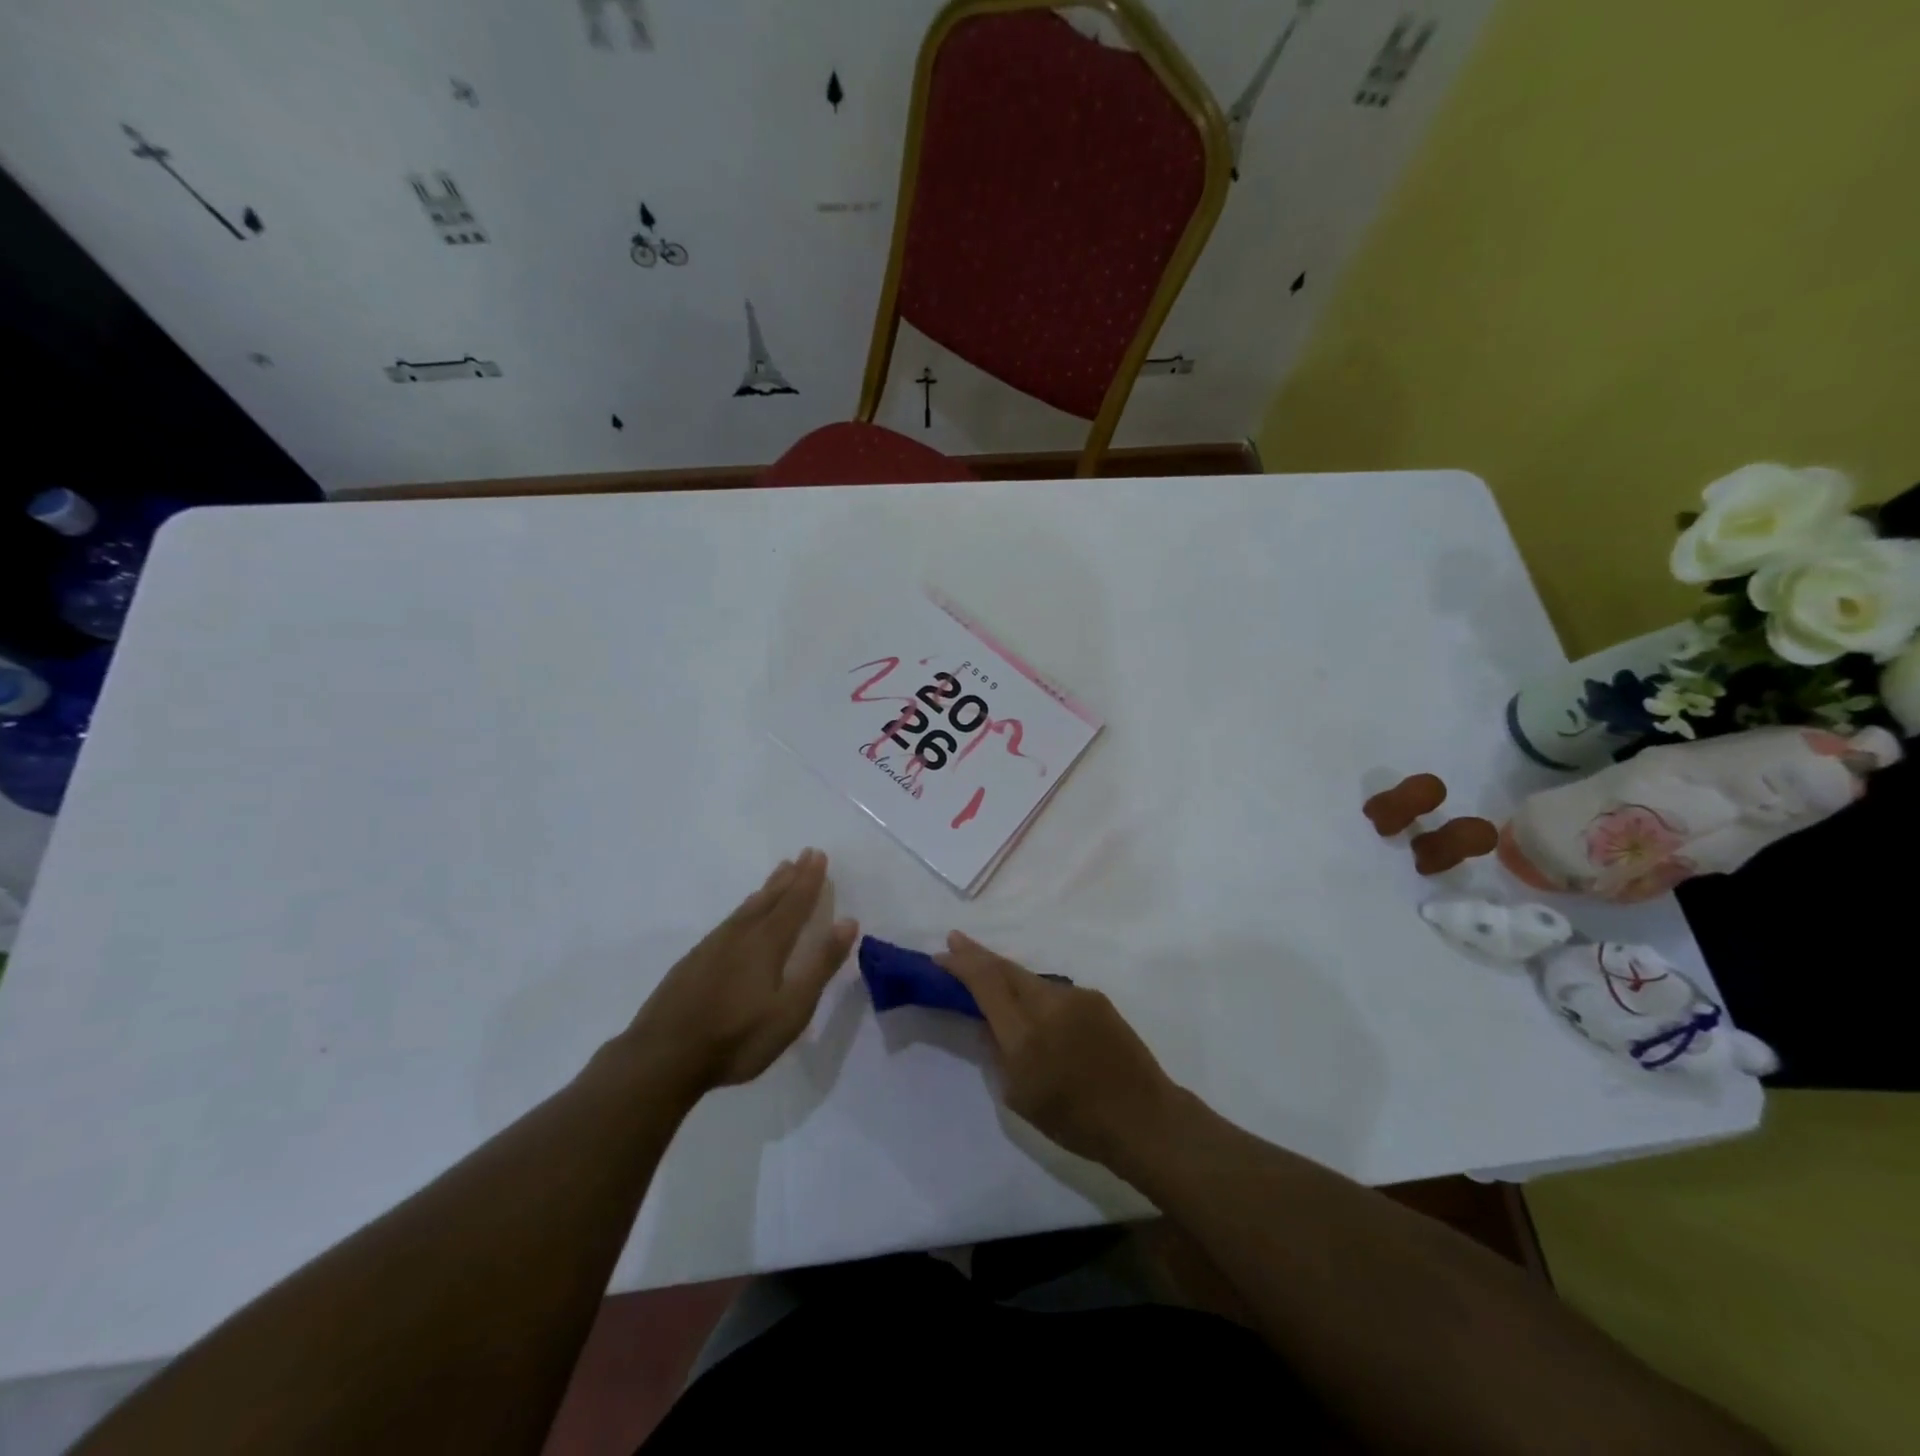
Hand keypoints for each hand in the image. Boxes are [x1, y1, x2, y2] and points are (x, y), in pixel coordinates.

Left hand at [621, 850, 857, 1095]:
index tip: (818, 854)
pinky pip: (730, 920)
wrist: (662, 1057)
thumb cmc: (737, 1037)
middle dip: (791, 877)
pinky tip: (742, 915)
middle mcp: (741, 935)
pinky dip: (745, 907)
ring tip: (780, 873)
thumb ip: (820, 965)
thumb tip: (847, 921)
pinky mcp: (694, 961)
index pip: (795, 902)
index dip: (809, 880)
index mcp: (767, 943)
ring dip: (768, 888)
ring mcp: (713, 946)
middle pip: (770, 898)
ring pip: (747, 907)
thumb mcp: (791, 1009)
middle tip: (804, 854)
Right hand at [937, 931, 1181, 1168]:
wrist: (1143, 1117)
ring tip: (989, 977)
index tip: (941, 955)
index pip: (985, 983)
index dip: (961, 964)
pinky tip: (1033, 1008)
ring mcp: (1076, 996)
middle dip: (976, 954)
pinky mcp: (1096, 999)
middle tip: (955, 941)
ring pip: (1030, 978)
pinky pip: (1054, 990)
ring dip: (1007, 974)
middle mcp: (1049, 1003)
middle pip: (1005, 968)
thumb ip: (998, 1052)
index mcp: (1024, 1033)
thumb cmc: (1075, 1120)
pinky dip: (1034, 992)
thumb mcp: (1019, 1097)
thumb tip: (987, 1023)